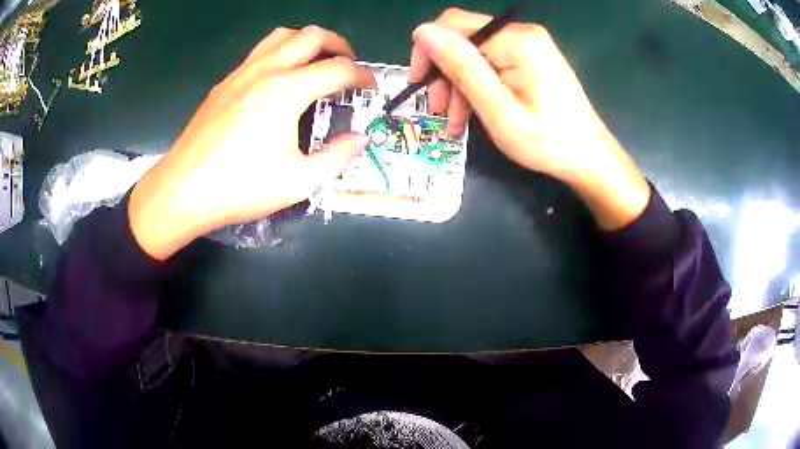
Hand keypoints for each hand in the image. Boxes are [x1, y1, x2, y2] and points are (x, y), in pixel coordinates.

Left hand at [130, 26, 375, 259]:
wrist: (182, 190)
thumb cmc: (240, 187)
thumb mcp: (298, 182)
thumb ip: (337, 157)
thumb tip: (359, 140)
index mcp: (287, 91)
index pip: (338, 68)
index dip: (362, 75)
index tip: (371, 86)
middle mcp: (266, 70)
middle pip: (311, 36)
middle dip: (339, 44)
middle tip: (348, 64)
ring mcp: (241, 73)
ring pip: (282, 36)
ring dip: (306, 42)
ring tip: (315, 63)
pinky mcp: (224, 83)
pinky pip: (259, 52)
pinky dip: (280, 53)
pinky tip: (279, 80)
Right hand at [410, 8, 650, 229]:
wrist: (588, 157)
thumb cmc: (547, 141)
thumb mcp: (498, 109)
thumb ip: (461, 67)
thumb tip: (422, 32)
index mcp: (515, 40)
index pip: (453, 25)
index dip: (428, 51)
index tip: (419, 85)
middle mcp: (521, 33)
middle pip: (463, 40)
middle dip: (444, 74)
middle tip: (438, 111)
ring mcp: (528, 45)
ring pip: (474, 54)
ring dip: (458, 85)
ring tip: (455, 123)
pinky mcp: (530, 58)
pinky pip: (491, 63)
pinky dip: (477, 86)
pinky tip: (471, 113)